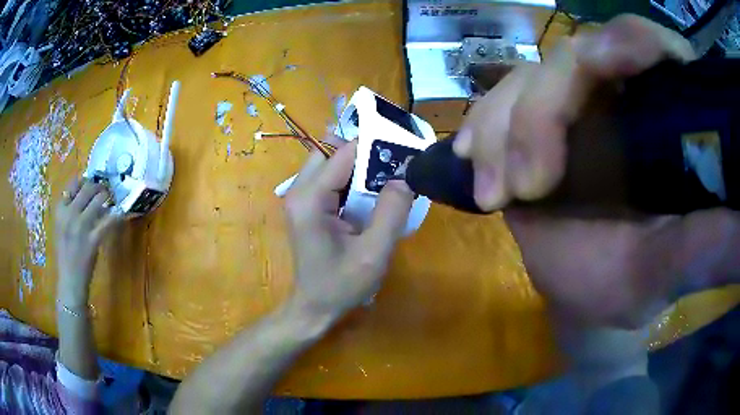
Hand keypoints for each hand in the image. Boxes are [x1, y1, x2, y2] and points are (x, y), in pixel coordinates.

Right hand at [55, 178, 120, 303]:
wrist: (70, 279)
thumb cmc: (66, 253)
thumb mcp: (62, 226)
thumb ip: (70, 209)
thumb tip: (88, 191)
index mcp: (60, 210)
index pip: (73, 183)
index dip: (86, 180)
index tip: (92, 181)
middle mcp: (69, 214)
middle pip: (88, 187)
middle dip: (99, 186)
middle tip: (105, 190)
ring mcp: (81, 226)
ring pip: (99, 200)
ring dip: (107, 197)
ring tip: (111, 200)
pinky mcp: (92, 240)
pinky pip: (107, 221)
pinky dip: (115, 215)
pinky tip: (119, 213)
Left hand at [284, 140, 413, 319]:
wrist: (314, 307)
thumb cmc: (341, 285)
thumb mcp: (373, 253)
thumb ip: (391, 212)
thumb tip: (405, 177)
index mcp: (310, 199)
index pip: (343, 153)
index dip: (373, 147)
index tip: (402, 151)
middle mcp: (299, 190)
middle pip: (331, 150)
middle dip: (363, 151)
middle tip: (394, 164)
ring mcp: (299, 196)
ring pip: (329, 161)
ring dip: (357, 164)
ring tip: (386, 176)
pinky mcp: (306, 204)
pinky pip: (329, 177)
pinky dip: (351, 177)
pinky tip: (370, 191)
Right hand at [455, 15, 739, 326]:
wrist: (586, 293)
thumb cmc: (629, 287)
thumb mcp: (667, 271)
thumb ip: (703, 247)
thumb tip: (739, 221)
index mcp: (666, 114)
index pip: (645, 45)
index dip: (623, 43)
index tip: (601, 70)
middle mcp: (620, 92)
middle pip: (571, 59)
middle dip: (538, 114)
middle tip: (521, 190)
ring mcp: (574, 103)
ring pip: (526, 79)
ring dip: (499, 128)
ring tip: (492, 192)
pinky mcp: (539, 121)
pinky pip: (501, 103)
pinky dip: (483, 128)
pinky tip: (470, 159)